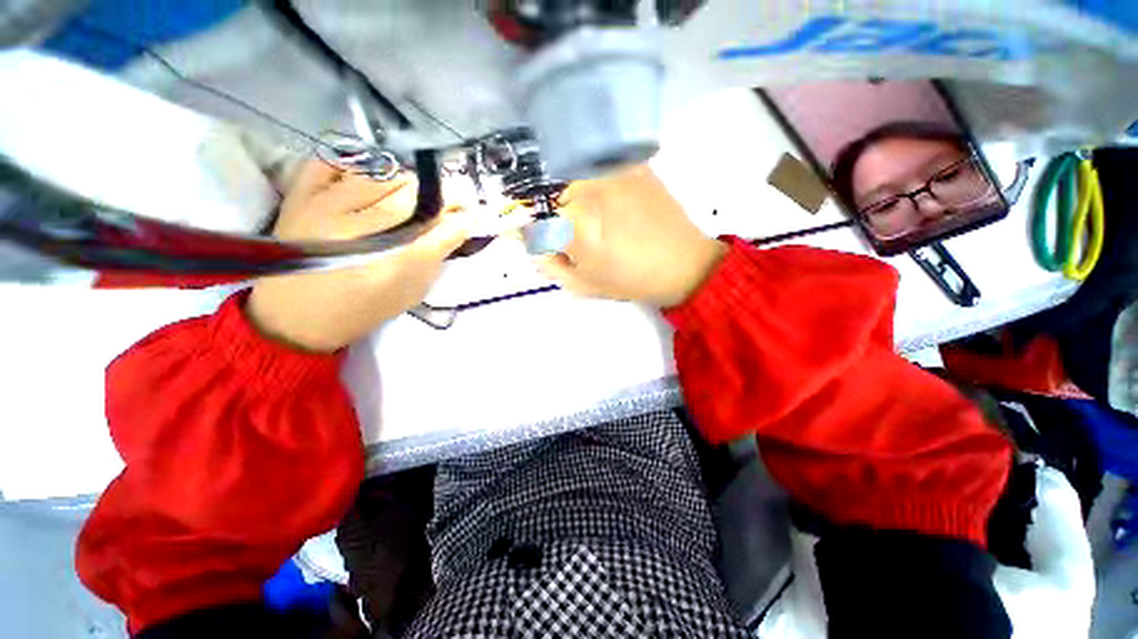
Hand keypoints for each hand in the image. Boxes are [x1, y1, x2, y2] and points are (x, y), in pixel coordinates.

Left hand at [247, 160, 470, 351]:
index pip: (440, 229)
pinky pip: (332, 163)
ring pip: (380, 176)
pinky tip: (372, 174)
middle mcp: (357, 232)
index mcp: (391, 265)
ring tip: (416, 190)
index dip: (463, 216)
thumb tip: (459, 225)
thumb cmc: (363, 308)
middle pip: (413, 197)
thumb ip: (436, 256)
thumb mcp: (410, 291)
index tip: (474, 211)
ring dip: (407, 180)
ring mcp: (324, 208)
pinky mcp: (299, 196)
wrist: (296, 317)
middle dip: (441, 194)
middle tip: (452, 198)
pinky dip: (356, 163)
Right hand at [537, 164, 725, 307]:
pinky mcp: (630, 163)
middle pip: (551, 197)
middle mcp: (588, 189)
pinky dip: (593, 180)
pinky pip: (597, 166)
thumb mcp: (582, 284)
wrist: (682, 263)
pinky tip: (610, 200)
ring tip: (598, 218)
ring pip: (572, 178)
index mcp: (574, 224)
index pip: (533, 222)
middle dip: (555, 217)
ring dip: (573, 197)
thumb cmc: (630, 280)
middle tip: (576, 234)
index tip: (543, 241)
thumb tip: (531, 241)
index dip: (534, 234)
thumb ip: (549, 263)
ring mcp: (611, 171)